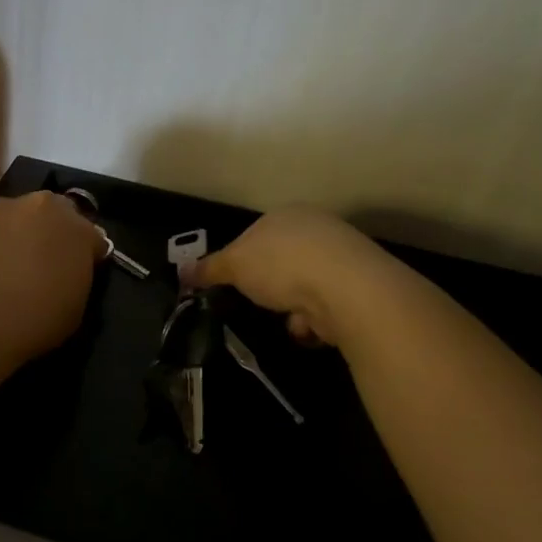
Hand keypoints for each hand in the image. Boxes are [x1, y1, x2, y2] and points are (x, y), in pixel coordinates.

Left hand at [0, 192, 102, 357]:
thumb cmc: (38, 315)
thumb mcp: (75, 307)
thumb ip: (75, 279)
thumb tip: (65, 274)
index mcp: (78, 228)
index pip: (93, 237)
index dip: (86, 256)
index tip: (77, 274)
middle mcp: (41, 207)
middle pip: (51, 214)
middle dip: (49, 233)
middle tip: (40, 265)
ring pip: (13, 218)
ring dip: (13, 235)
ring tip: (3, 270)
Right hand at [182, 208, 383, 348]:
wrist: (347, 288)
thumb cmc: (281, 265)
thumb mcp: (234, 265)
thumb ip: (208, 269)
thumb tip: (182, 272)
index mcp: (285, 215)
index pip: (255, 235)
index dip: (240, 260)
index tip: (233, 282)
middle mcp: (316, 229)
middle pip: (281, 262)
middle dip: (269, 287)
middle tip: (258, 302)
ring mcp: (341, 257)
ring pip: (303, 288)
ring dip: (291, 308)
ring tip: (290, 320)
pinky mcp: (359, 287)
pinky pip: (325, 306)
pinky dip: (315, 320)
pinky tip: (312, 326)